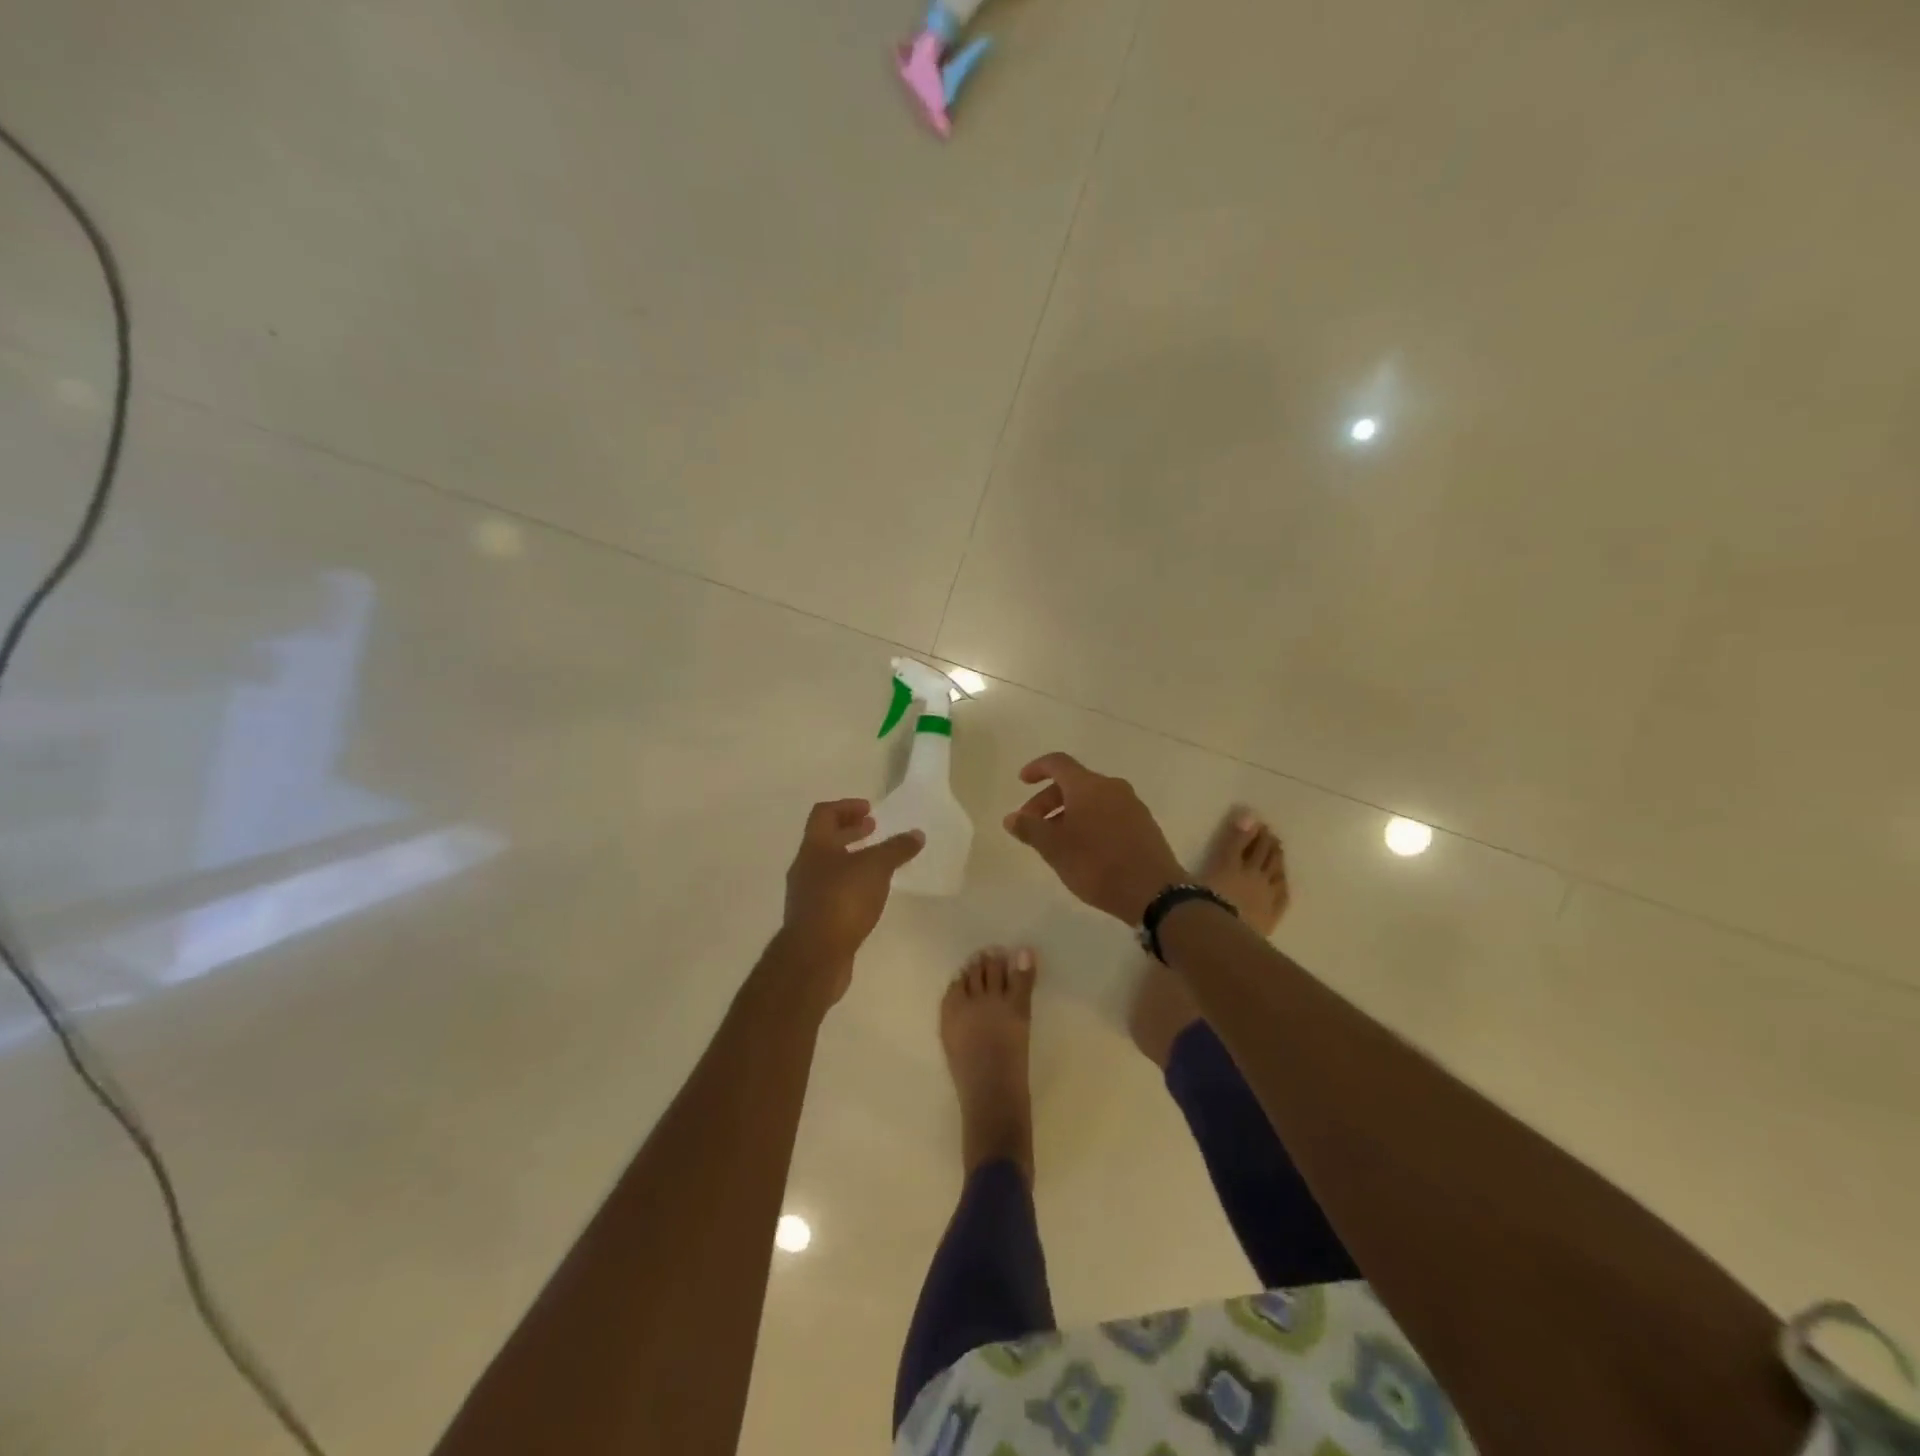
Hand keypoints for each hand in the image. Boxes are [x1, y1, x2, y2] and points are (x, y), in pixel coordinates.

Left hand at [780, 799, 923, 1002]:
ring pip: (828, 867)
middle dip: (850, 832)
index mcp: (815, 847)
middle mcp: (805, 867)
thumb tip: (917, 834)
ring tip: (877, 864)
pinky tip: (869, 896)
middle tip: (874, 830)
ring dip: (851, 859)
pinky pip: (832, 892)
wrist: (814, 956)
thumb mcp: (876, 868)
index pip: (825, 814)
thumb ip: (896, 849)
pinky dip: (850, 885)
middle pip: (825, 840)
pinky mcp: (813, 920)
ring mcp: (806, 895)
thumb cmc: (842, 900)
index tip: (871, 810)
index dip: (847, 807)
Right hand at [1002, 752, 1184, 923]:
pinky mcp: (1144, 824)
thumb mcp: (1054, 848)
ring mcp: (1132, 805)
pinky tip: (1084, 848)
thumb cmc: (1096, 864)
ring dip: (1068, 813)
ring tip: (1056, 841)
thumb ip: (1030, 829)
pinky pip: (1109, 813)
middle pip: (1073, 782)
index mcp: (1088, 785)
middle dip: (1048, 800)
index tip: (1022, 782)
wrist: (1153, 891)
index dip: (1037, 768)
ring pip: (1092, 799)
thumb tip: (1012, 818)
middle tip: (1032, 826)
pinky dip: (1089, 821)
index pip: (1057, 763)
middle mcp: (1112, 787)